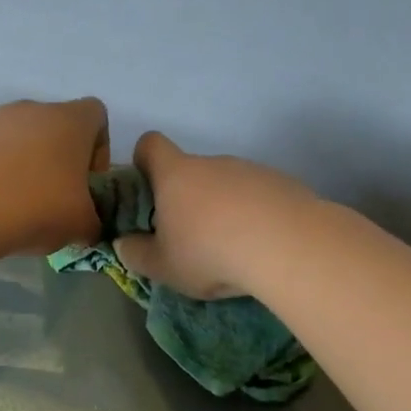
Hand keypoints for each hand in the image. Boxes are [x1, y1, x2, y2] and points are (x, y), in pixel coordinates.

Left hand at [0, 97, 109, 254]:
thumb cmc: (35, 209)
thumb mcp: (81, 226)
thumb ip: (94, 221)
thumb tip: (87, 225)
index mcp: (70, 121)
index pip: (96, 116)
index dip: (98, 150)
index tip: (87, 183)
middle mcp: (32, 109)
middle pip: (54, 128)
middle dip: (56, 161)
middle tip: (51, 201)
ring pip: (17, 138)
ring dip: (21, 165)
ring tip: (13, 204)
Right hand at [113, 131, 316, 297]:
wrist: (288, 245)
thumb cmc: (209, 252)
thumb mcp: (162, 266)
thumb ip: (136, 254)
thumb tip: (122, 243)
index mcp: (175, 175)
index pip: (150, 145)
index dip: (142, 160)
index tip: (146, 188)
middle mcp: (212, 163)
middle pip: (191, 170)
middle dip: (186, 198)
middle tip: (187, 238)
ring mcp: (251, 170)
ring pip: (226, 185)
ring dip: (222, 208)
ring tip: (230, 249)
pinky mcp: (283, 184)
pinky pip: (258, 196)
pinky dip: (254, 215)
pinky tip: (260, 246)